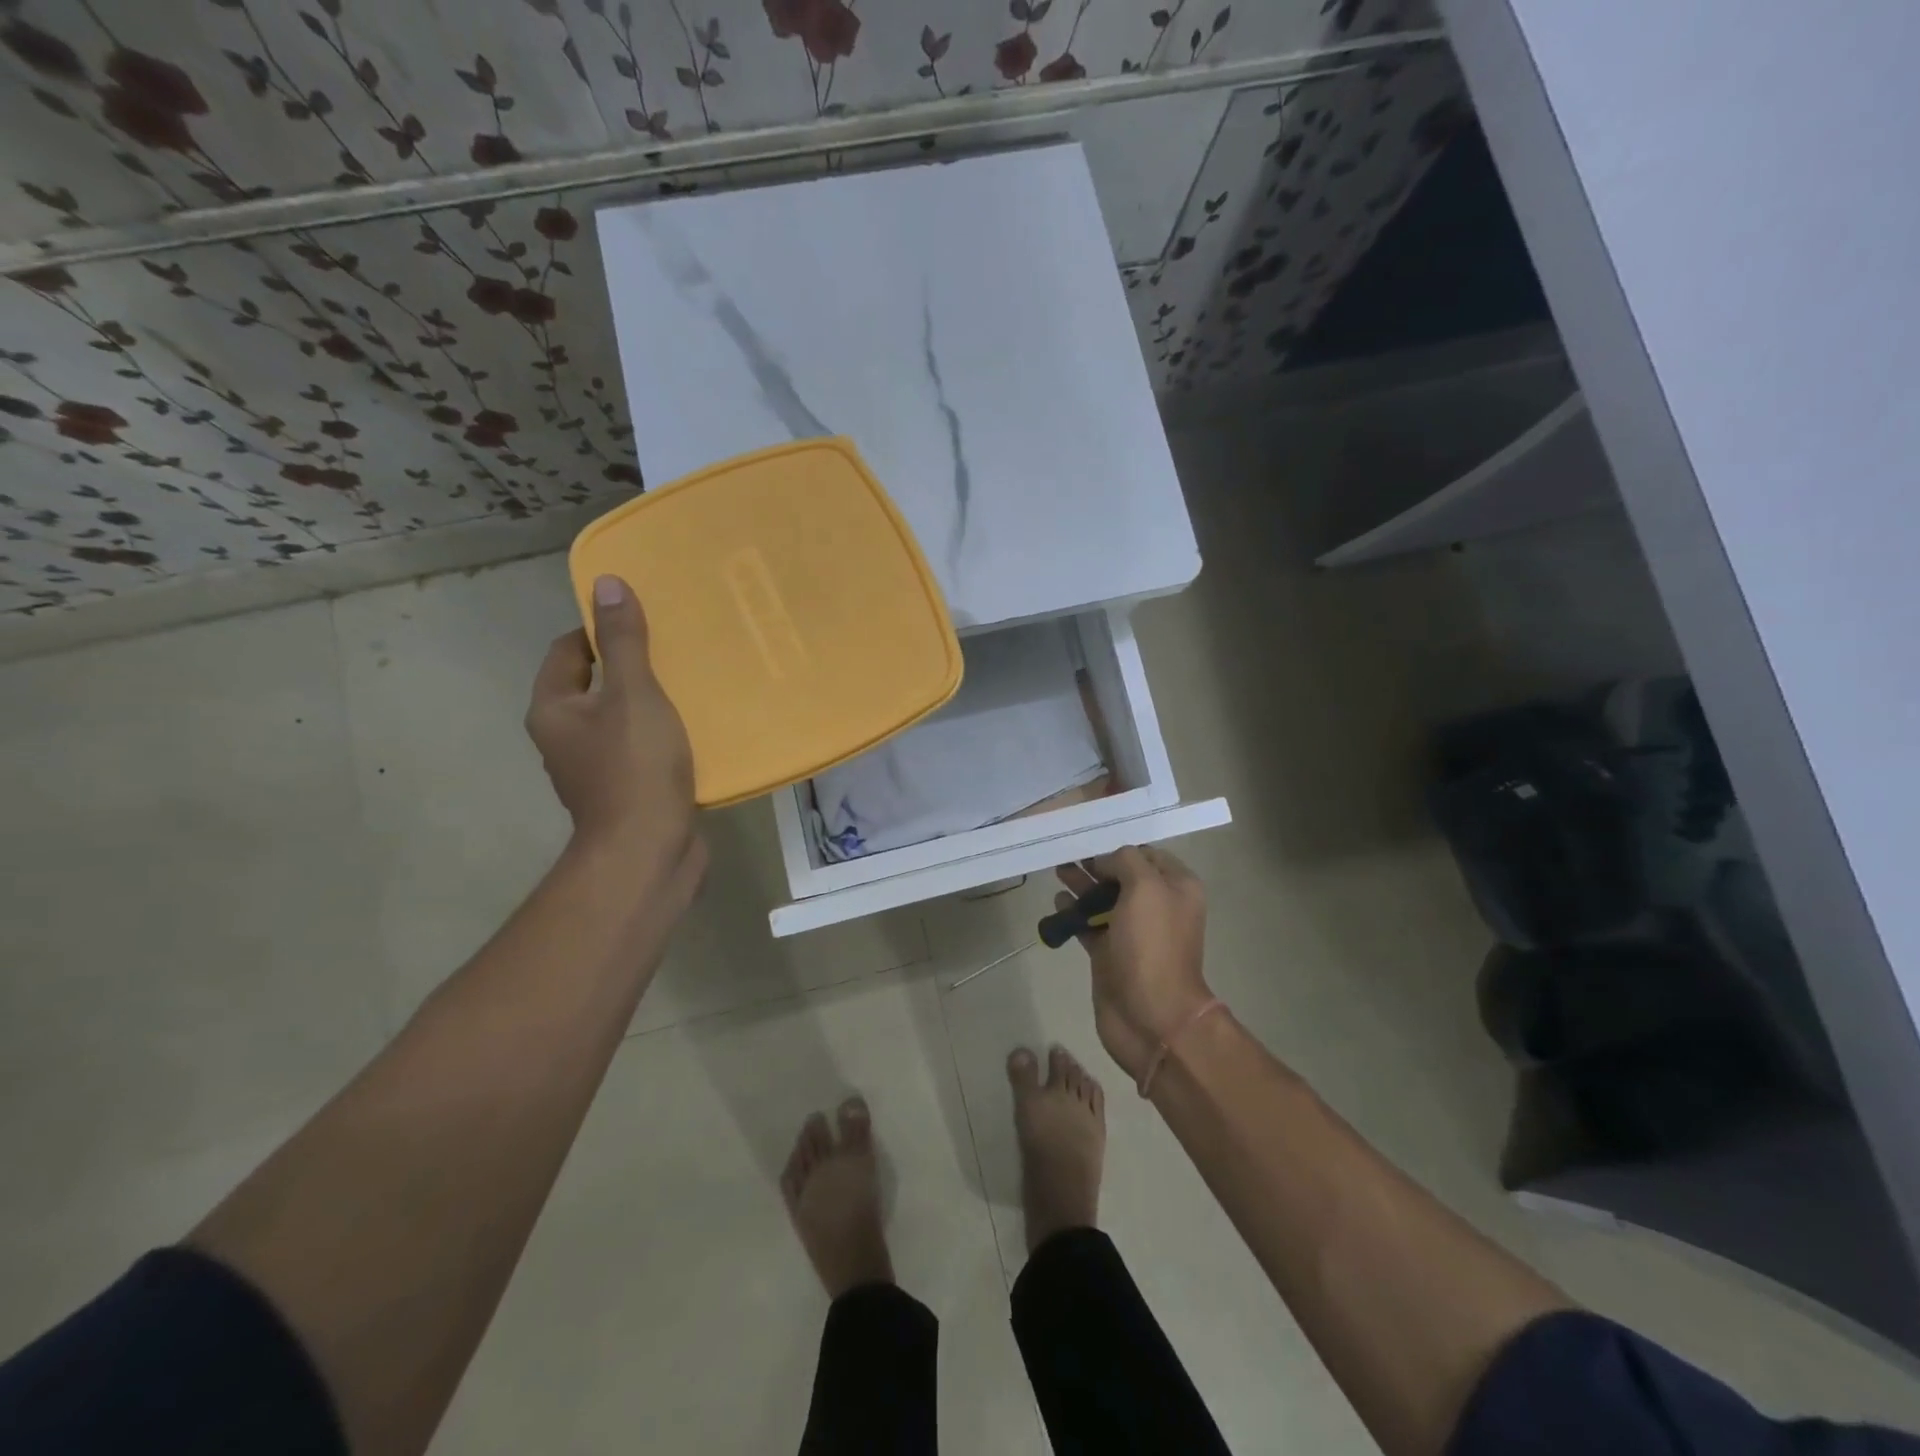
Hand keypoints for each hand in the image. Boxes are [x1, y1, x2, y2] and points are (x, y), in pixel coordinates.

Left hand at [527, 575, 702, 893]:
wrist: (648, 852)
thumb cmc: (635, 767)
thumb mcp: (634, 694)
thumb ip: (623, 641)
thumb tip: (605, 583)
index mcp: (554, 709)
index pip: (568, 650)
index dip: (600, 629)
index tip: (644, 619)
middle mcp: (565, 738)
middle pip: (596, 685)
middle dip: (632, 666)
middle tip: (676, 649)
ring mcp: (595, 769)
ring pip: (622, 719)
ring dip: (651, 703)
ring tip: (692, 684)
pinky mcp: (627, 792)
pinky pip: (642, 749)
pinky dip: (663, 736)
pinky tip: (696, 729)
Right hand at [1055, 847, 1212, 1080]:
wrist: (1151, 1016)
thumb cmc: (1152, 945)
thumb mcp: (1146, 888)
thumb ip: (1126, 861)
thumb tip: (1106, 861)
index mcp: (1177, 888)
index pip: (1146, 854)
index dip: (1119, 846)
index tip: (1089, 839)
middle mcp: (1157, 906)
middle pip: (1122, 875)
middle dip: (1095, 863)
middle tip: (1066, 853)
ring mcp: (1133, 932)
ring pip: (1104, 899)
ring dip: (1082, 885)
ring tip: (1057, 870)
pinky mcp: (1110, 954)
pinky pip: (1090, 925)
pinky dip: (1074, 913)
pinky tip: (1058, 902)